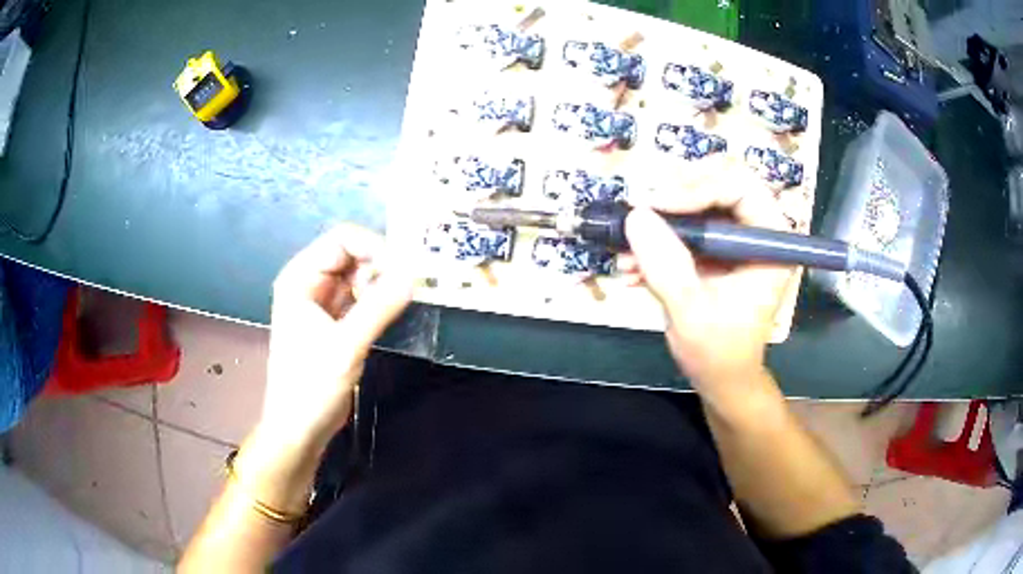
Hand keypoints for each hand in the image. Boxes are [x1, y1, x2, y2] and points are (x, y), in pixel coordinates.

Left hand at [259, 224, 413, 452]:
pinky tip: (394, 311)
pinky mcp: (334, 322)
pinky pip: (360, 298)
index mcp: (300, 277)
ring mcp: (321, 303)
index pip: (342, 240)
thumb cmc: (311, 385)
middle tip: (410, 287)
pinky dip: (378, 301)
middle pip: (352, 255)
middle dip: (381, 265)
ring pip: (358, 276)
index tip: (405, 269)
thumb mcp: (346, 345)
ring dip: (382, 283)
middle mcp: (309, 283)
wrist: (299, 428)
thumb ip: (379, 307)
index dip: (375, 247)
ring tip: (403, 301)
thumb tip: (415, 274)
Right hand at [618, 182, 794, 399]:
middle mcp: (756, 230)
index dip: (698, 187)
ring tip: (626, 248)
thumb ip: (667, 266)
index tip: (656, 206)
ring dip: (658, 220)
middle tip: (640, 213)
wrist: (721, 377)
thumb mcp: (692, 313)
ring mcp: (733, 237)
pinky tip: (631, 266)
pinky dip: (656, 240)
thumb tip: (636, 215)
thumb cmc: (720, 353)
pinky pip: (684, 225)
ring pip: (696, 199)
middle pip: (717, 181)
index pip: (740, 186)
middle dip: (674, 195)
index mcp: (770, 242)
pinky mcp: (713, 248)